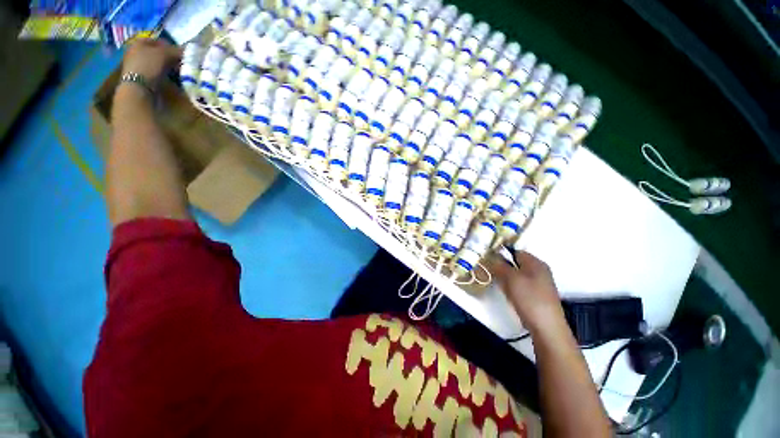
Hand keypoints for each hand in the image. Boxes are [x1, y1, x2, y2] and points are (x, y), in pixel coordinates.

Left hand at [121, 39, 181, 86]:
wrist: (138, 88)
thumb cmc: (149, 65)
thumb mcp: (164, 54)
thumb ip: (176, 50)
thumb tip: (187, 50)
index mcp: (139, 42)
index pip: (158, 41)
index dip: (170, 46)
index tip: (180, 53)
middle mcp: (136, 52)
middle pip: (157, 52)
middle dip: (169, 57)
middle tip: (180, 63)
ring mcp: (138, 66)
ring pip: (157, 63)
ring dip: (167, 66)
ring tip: (177, 72)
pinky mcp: (141, 77)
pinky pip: (155, 72)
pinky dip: (163, 74)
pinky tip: (169, 78)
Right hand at [487, 250, 564, 332]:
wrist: (546, 327)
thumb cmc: (529, 298)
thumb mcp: (511, 278)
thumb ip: (500, 265)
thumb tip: (492, 257)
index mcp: (536, 263)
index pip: (516, 252)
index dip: (502, 255)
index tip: (490, 262)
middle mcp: (539, 271)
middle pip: (515, 264)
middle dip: (503, 269)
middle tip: (495, 276)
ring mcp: (539, 284)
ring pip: (516, 276)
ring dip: (507, 280)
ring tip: (503, 288)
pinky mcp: (537, 296)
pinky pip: (520, 287)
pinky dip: (513, 289)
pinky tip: (510, 297)